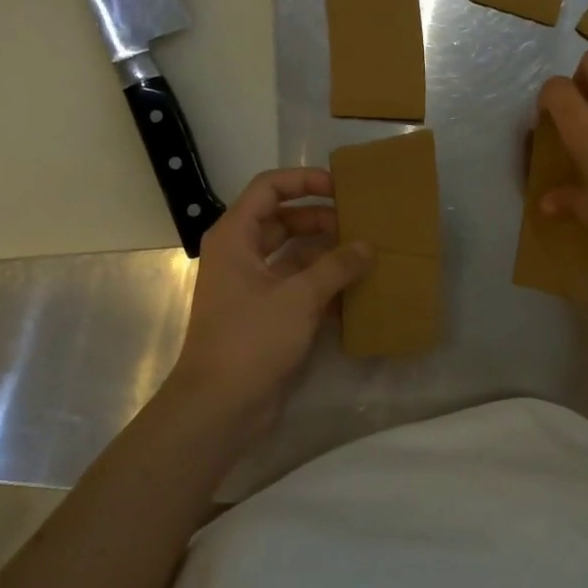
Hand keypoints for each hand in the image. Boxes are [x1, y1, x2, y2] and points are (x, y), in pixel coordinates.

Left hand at [170, 169, 371, 432]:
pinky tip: (357, 290)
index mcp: (236, 237)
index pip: (269, 189)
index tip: (341, 188)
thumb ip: (336, 266)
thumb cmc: (251, 339)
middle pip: (285, 221)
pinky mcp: (266, 314)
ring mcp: (253, 286)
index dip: (304, 181)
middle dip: (323, 219)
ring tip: (367, 253)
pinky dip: (324, 284)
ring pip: (295, 255)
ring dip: (327, 253)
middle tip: (362, 224)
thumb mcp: (299, 297)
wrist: (220, 406)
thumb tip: (367, 246)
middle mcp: (242, 254)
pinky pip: (299, 286)